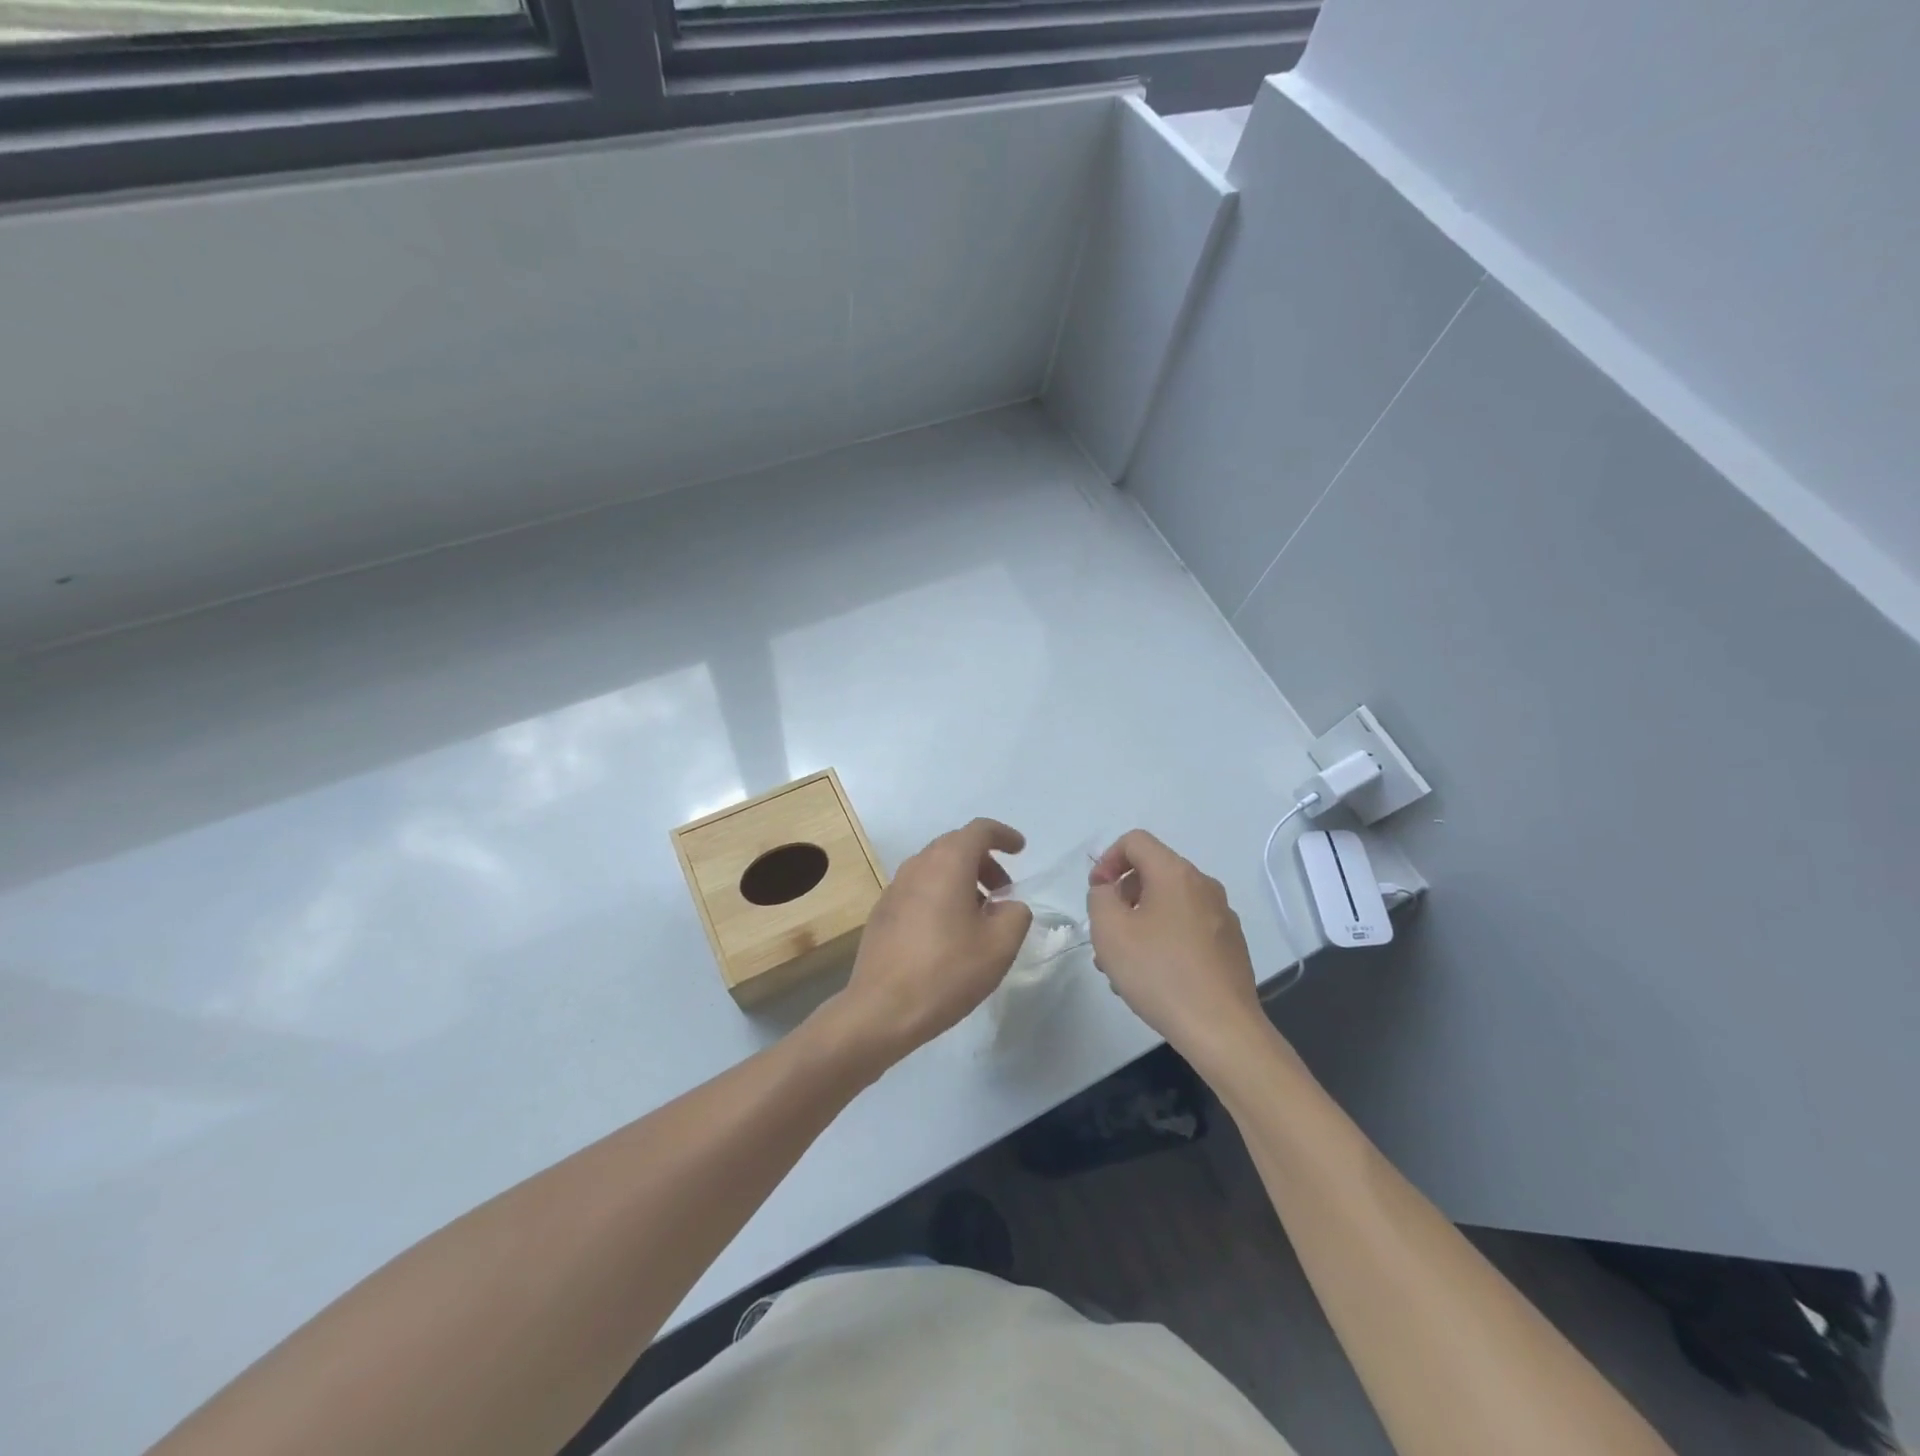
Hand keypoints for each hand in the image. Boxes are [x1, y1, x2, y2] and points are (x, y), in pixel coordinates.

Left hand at [833, 818, 1033, 1059]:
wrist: (881, 1009)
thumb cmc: (946, 972)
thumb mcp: (999, 946)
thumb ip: (1015, 915)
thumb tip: (1008, 906)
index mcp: (947, 864)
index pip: (979, 830)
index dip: (1003, 835)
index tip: (1020, 850)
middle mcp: (917, 866)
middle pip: (955, 846)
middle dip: (984, 862)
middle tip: (1004, 892)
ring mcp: (895, 888)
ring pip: (935, 868)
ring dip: (962, 880)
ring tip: (980, 915)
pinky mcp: (882, 912)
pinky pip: (919, 889)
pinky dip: (941, 895)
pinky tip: (949, 932)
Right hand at [1086, 830, 1263, 1058]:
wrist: (1222, 1029)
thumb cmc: (1159, 973)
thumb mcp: (1110, 930)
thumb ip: (1100, 897)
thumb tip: (1111, 891)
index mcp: (1176, 874)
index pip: (1135, 841)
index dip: (1107, 860)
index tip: (1096, 893)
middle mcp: (1204, 886)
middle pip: (1152, 873)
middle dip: (1122, 897)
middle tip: (1105, 934)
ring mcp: (1222, 917)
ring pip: (1168, 905)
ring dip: (1139, 923)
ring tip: (1122, 965)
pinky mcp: (1230, 946)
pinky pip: (1186, 928)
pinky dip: (1163, 940)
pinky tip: (1152, 978)